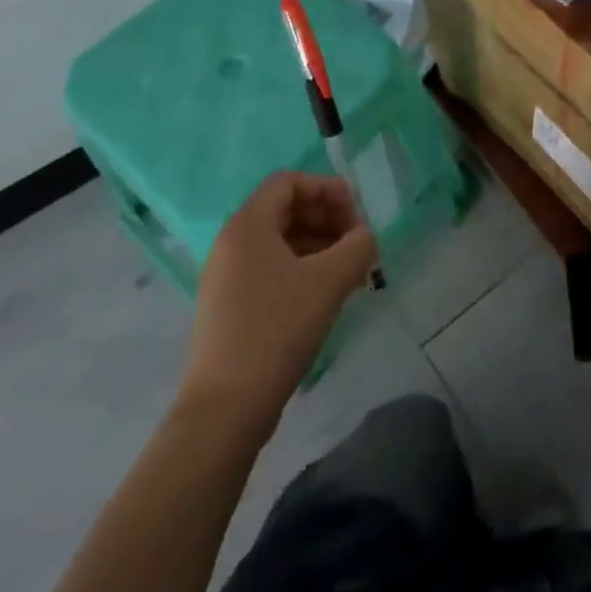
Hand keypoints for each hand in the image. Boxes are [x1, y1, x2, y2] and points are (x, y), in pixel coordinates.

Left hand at [175, 172, 376, 444]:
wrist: (225, 409)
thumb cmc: (277, 329)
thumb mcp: (330, 280)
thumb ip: (358, 246)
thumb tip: (365, 238)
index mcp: (248, 226)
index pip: (289, 181)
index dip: (327, 189)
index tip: (356, 215)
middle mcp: (232, 244)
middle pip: (286, 209)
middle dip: (328, 219)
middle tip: (358, 244)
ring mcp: (227, 277)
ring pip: (281, 241)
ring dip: (320, 246)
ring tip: (351, 272)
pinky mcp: (230, 306)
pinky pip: (272, 269)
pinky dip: (303, 269)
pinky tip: (327, 295)